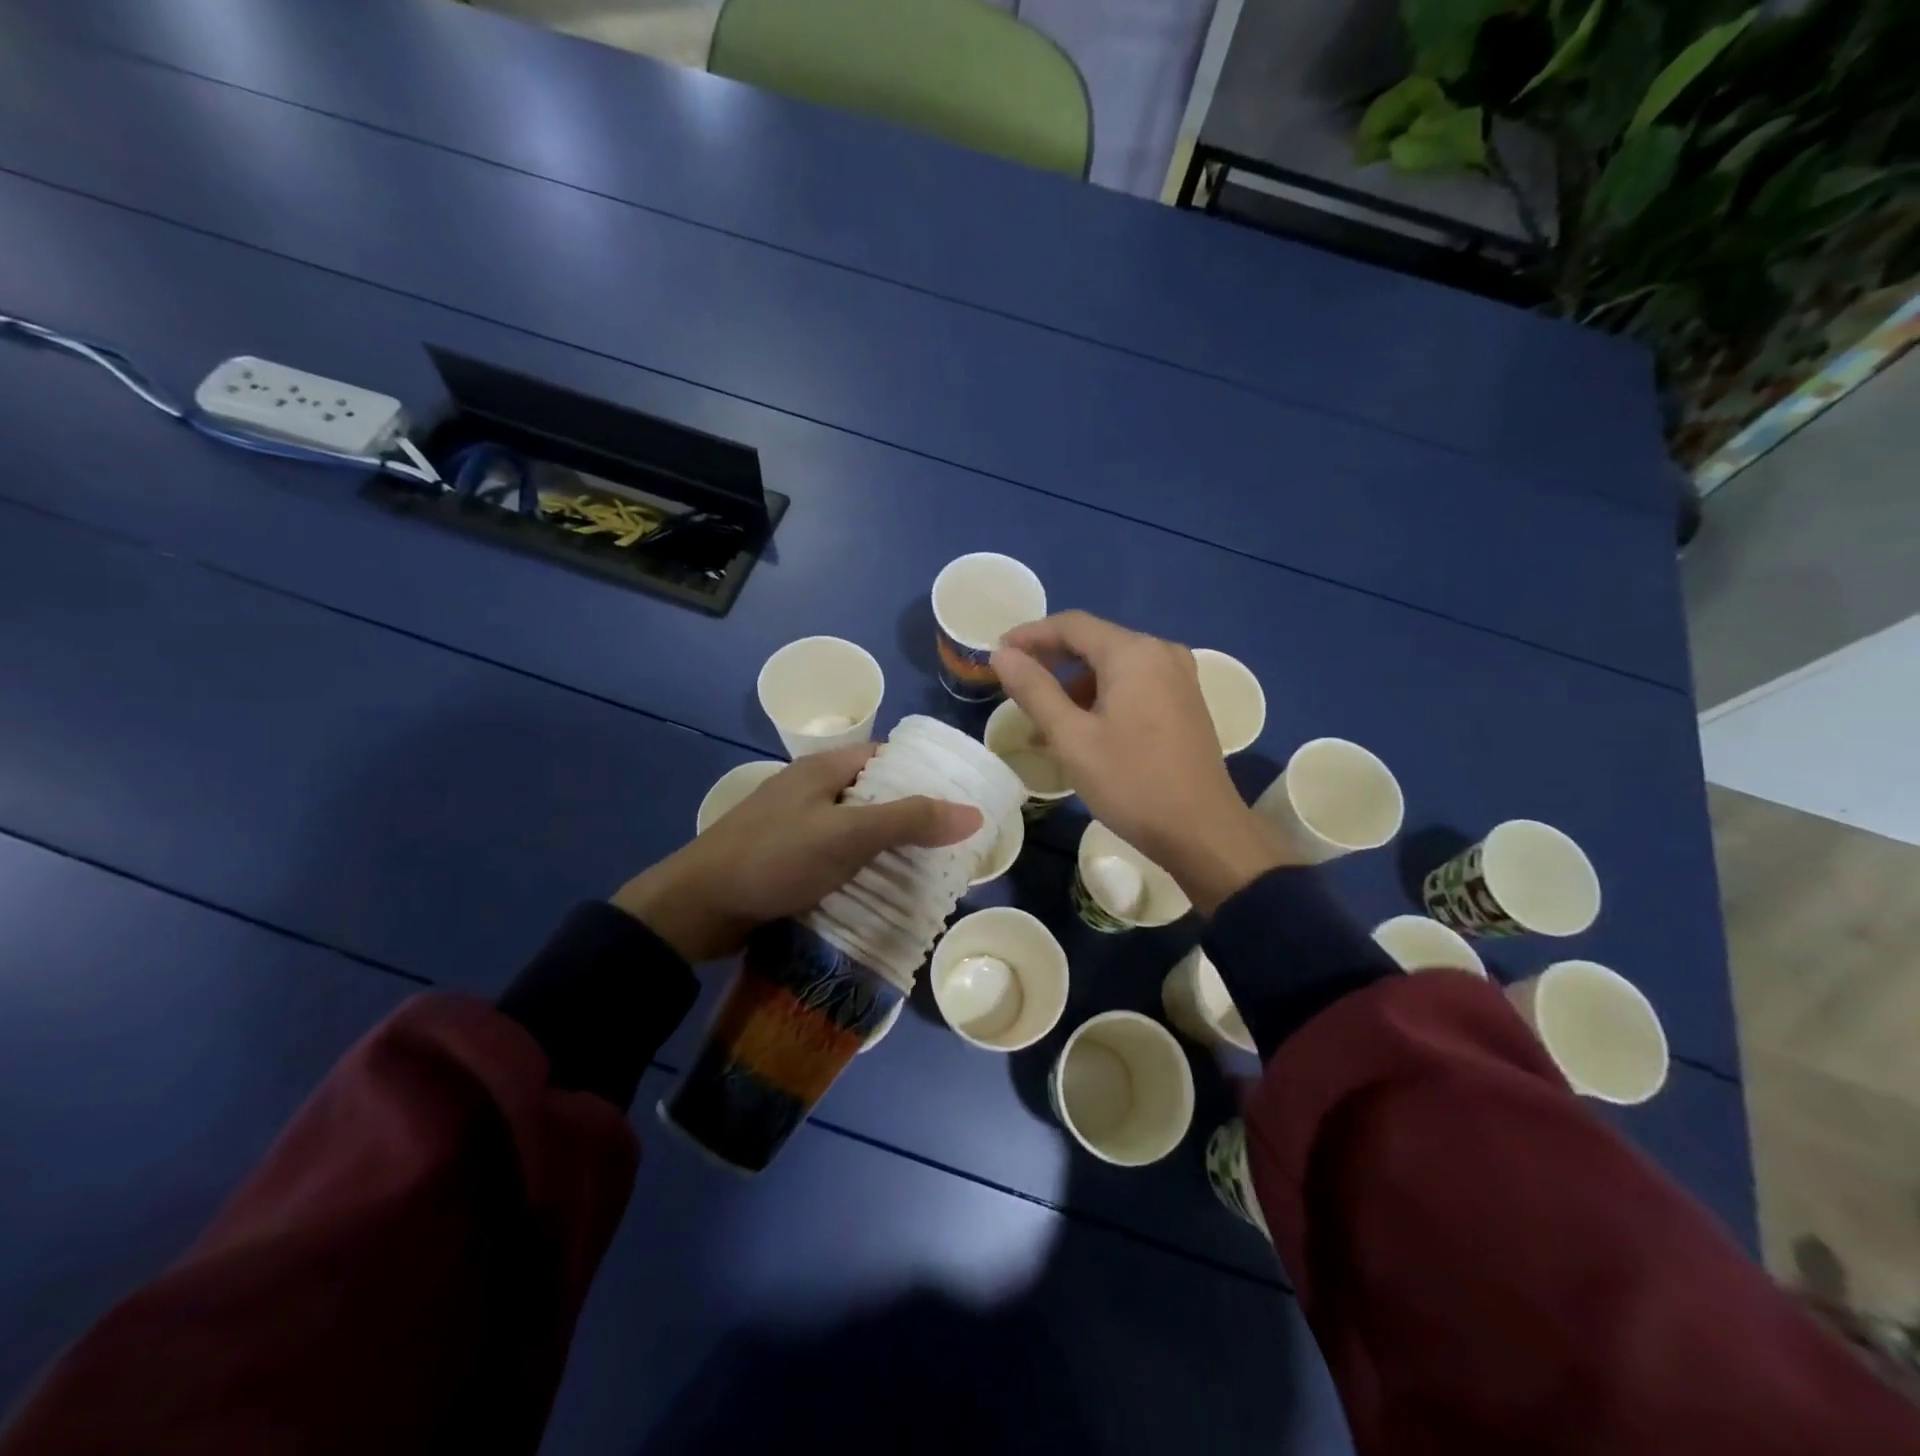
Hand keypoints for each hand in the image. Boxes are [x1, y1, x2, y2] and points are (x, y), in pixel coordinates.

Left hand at [612, 746, 981, 962]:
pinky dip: (862, 871)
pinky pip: (836, 859)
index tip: (960, 799)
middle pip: (874, 796)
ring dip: (888, 849)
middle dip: (912, 818)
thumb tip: (974, 813)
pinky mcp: (787, 861)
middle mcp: (811, 791)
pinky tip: (883, 892)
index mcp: (824, 769)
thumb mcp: (848, 835)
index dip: (924, 774)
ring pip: (856, 831)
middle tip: (953, 845)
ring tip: (930, 872)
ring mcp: (796, 827)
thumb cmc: (775, 858)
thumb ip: (910, 820)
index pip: (886, 758)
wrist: (696, 908)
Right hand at [992, 611, 1294, 912]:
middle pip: (1095, 642)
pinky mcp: (1185, 703)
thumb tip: (1002, 655)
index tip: (997, 653)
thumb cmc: (1132, 783)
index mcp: (1134, 653)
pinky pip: (1134, 684)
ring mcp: (1179, 677)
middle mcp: (1161, 652)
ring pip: (1114, 666)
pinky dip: (1102, 697)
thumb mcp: (1072, 738)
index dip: (1030, 635)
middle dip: (1051, 661)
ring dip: (1075, 684)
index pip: (1072, 625)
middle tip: (1014, 683)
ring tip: (1044, 719)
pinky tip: (1082, 729)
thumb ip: (1034, 690)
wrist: (1202, 832)